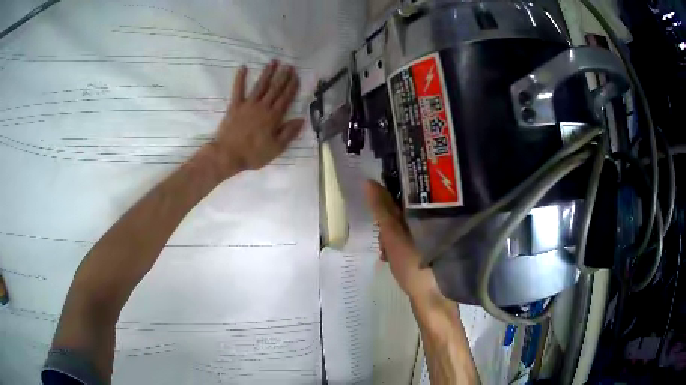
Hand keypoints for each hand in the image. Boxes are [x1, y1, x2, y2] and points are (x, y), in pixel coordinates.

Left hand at [206, 60, 303, 177]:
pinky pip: (238, 89)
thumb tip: (302, 119)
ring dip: (267, 73)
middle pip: (275, 88)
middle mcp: (262, 107)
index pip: (285, 98)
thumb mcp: (276, 148)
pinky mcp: (235, 106)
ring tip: (273, 62)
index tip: (296, 75)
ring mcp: (248, 105)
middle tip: (288, 65)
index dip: (292, 86)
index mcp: (274, 117)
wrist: (228, 155)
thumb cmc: (253, 154)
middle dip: (282, 76)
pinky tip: (243, 67)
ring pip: (260, 86)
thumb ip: (289, 133)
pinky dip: (240, 78)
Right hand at [365, 181, 447, 305]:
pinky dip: (398, 246)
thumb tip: (369, 182)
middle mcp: (434, 220)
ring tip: (385, 253)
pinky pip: (410, 240)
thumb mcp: (393, 235)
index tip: (376, 205)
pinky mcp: (431, 251)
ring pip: (405, 227)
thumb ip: (382, 209)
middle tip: (381, 239)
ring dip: (391, 237)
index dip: (388, 195)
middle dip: (387, 223)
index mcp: (428, 212)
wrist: (432, 298)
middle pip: (404, 211)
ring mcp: (434, 237)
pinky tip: (391, 258)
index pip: (407, 192)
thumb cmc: (413, 264)